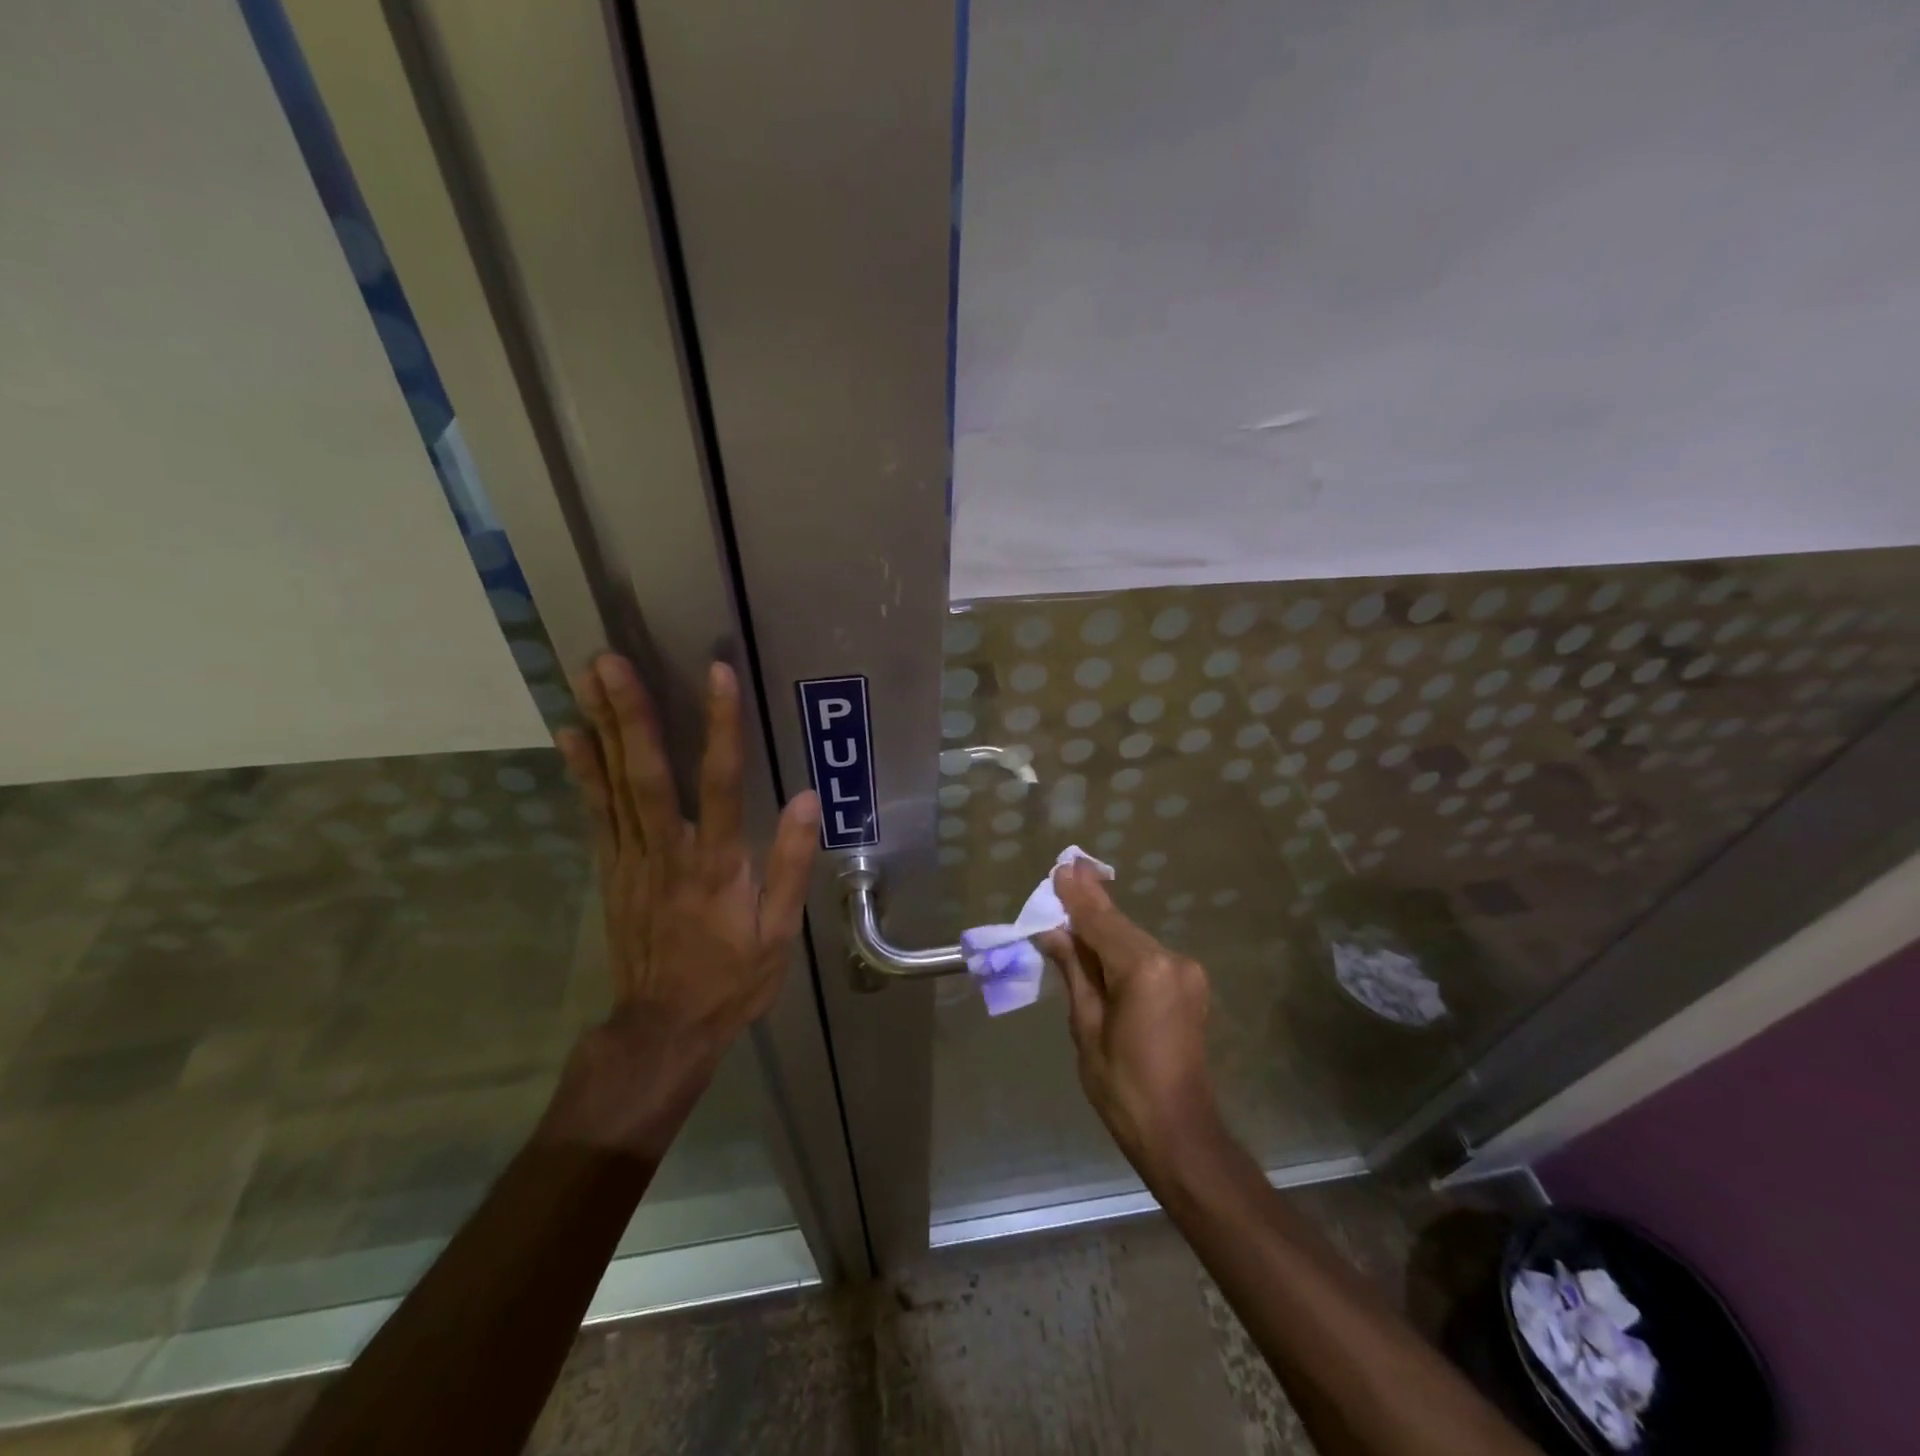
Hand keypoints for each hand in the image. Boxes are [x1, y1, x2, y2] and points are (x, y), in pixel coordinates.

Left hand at [542, 654, 819, 1154]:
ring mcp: (631, 858)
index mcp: (716, 864)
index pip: (720, 782)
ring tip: (587, 677)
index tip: (718, 673)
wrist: (663, 1027)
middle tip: (608, 660)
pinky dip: (581, 770)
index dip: (720, 725)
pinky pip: (595, 812)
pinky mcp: (611, 869)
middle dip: (629, 713)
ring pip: (613, 785)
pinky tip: (571, 734)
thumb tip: (807, 800)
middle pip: (646, 773)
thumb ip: (791, 863)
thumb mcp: (778, 931)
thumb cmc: (731, 978)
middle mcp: (667, 851)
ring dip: (601, 726)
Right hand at [1038, 862, 1221, 1183]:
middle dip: (1090, 906)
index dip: (1078, 897)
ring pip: (1133, 940)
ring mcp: (1186, 972)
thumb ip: (1074, 971)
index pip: (1101, 922)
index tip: (1062, 868)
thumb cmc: (1122, 1085)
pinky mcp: (1191, 985)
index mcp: (1144, 969)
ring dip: (1104, 927)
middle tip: (1066, 874)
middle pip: (1119, 926)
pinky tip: (1100, 942)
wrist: (1178, 1131)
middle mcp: (1171, 959)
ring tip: (1075, 905)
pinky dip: (1121, 948)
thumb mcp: (1085, 1026)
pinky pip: (1147, 956)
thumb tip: (1054, 933)